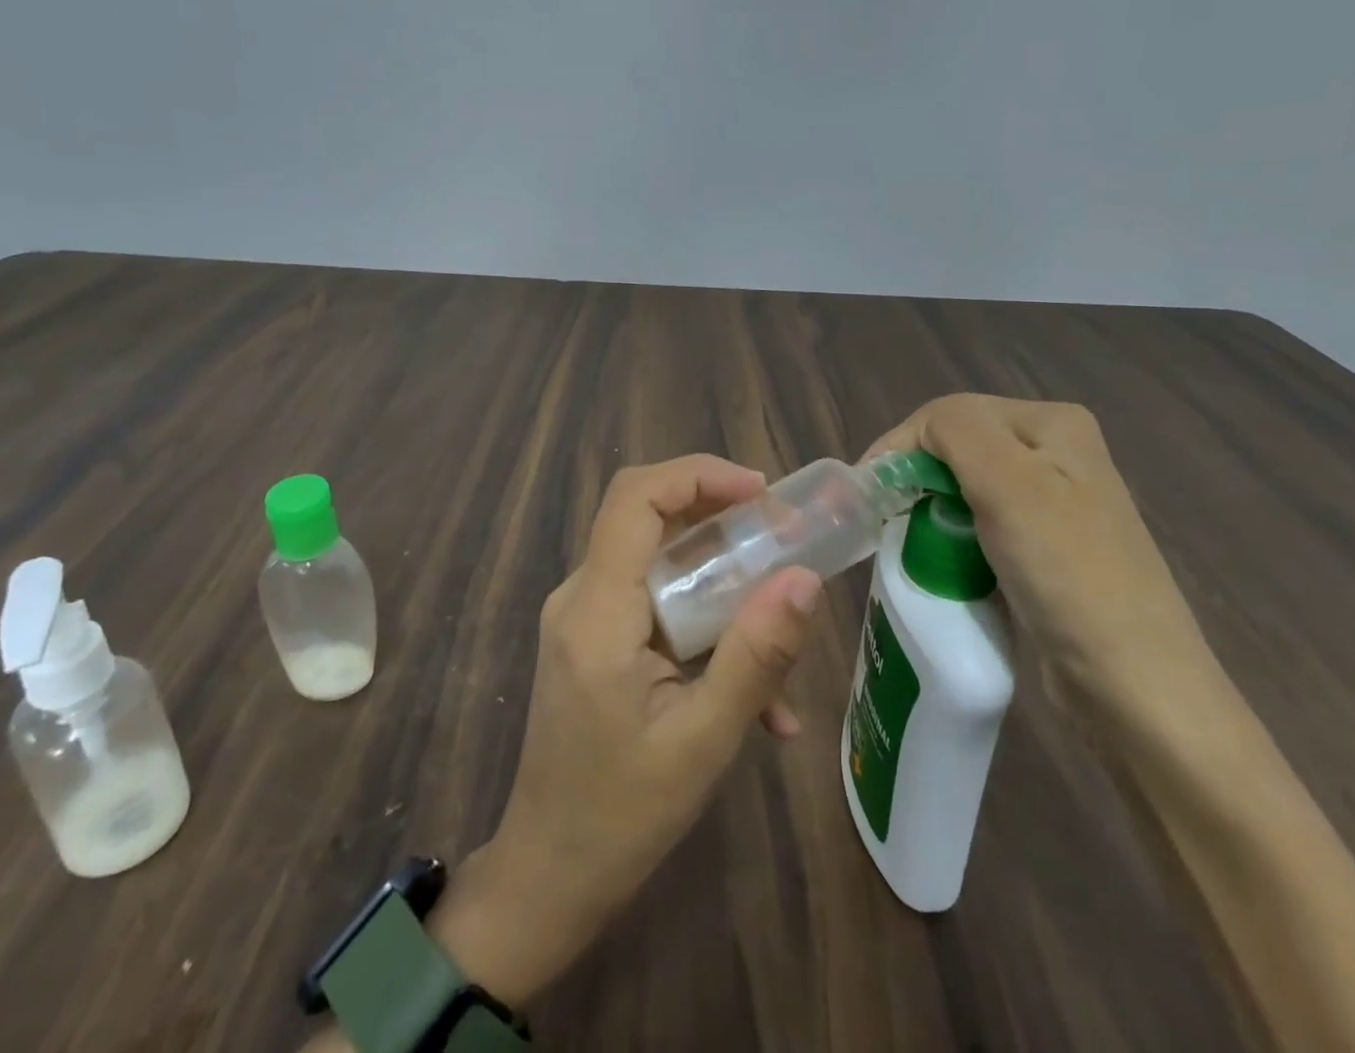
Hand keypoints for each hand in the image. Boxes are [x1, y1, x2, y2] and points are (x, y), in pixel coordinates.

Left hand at [422, 455, 823, 1008]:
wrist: (549, 879)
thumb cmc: (621, 816)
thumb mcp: (704, 740)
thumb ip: (756, 656)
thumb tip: (805, 579)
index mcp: (597, 610)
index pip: (636, 498)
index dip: (699, 474)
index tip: (763, 493)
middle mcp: (582, 597)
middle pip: (649, 518)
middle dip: (722, 517)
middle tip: (785, 539)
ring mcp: (585, 618)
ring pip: (660, 561)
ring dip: (723, 578)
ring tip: (782, 615)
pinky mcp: (597, 641)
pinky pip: (656, 604)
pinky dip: (706, 624)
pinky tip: (760, 698)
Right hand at [865, 394, 1210, 702]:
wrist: (1132, 683)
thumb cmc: (1067, 572)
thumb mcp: (1009, 482)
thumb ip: (956, 430)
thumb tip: (912, 435)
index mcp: (1052, 423)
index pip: (951, 414)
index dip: (902, 445)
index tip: (867, 493)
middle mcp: (1056, 453)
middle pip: (957, 448)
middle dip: (915, 476)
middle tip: (883, 517)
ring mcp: (1052, 503)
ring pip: (964, 487)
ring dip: (929, 508)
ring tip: (905, 539)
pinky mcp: (1043, 549)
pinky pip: (979, 524)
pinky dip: (950, 535)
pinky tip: (941, 557)